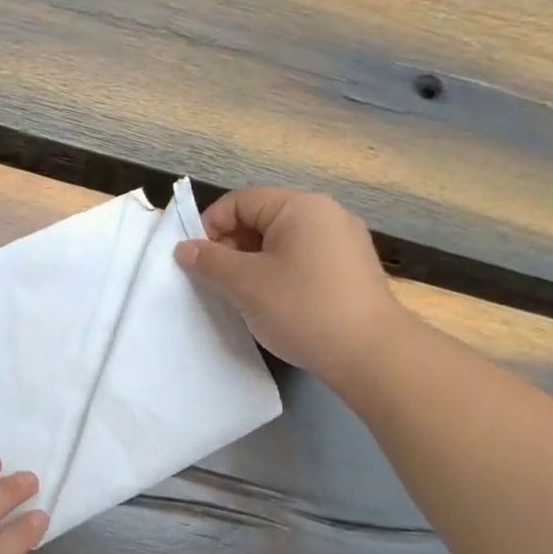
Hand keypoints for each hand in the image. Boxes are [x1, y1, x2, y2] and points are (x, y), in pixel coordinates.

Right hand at [174, 187, 405, 374]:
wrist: (369, 352)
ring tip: (242, 295)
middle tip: (216, 282)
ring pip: (282, 242)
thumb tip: (184, 248)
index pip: (240, 201)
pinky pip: (303, 259)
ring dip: (253, 263)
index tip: (195, 261)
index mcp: (300, 207)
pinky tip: (274, 303)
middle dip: (231, 246)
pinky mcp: (351, 269)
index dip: (210, 226)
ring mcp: (343, 241)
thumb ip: (210, 262)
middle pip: (262, 218)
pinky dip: (279, 273)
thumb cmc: (302, 308)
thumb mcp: (245, 284)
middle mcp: (325, 214)